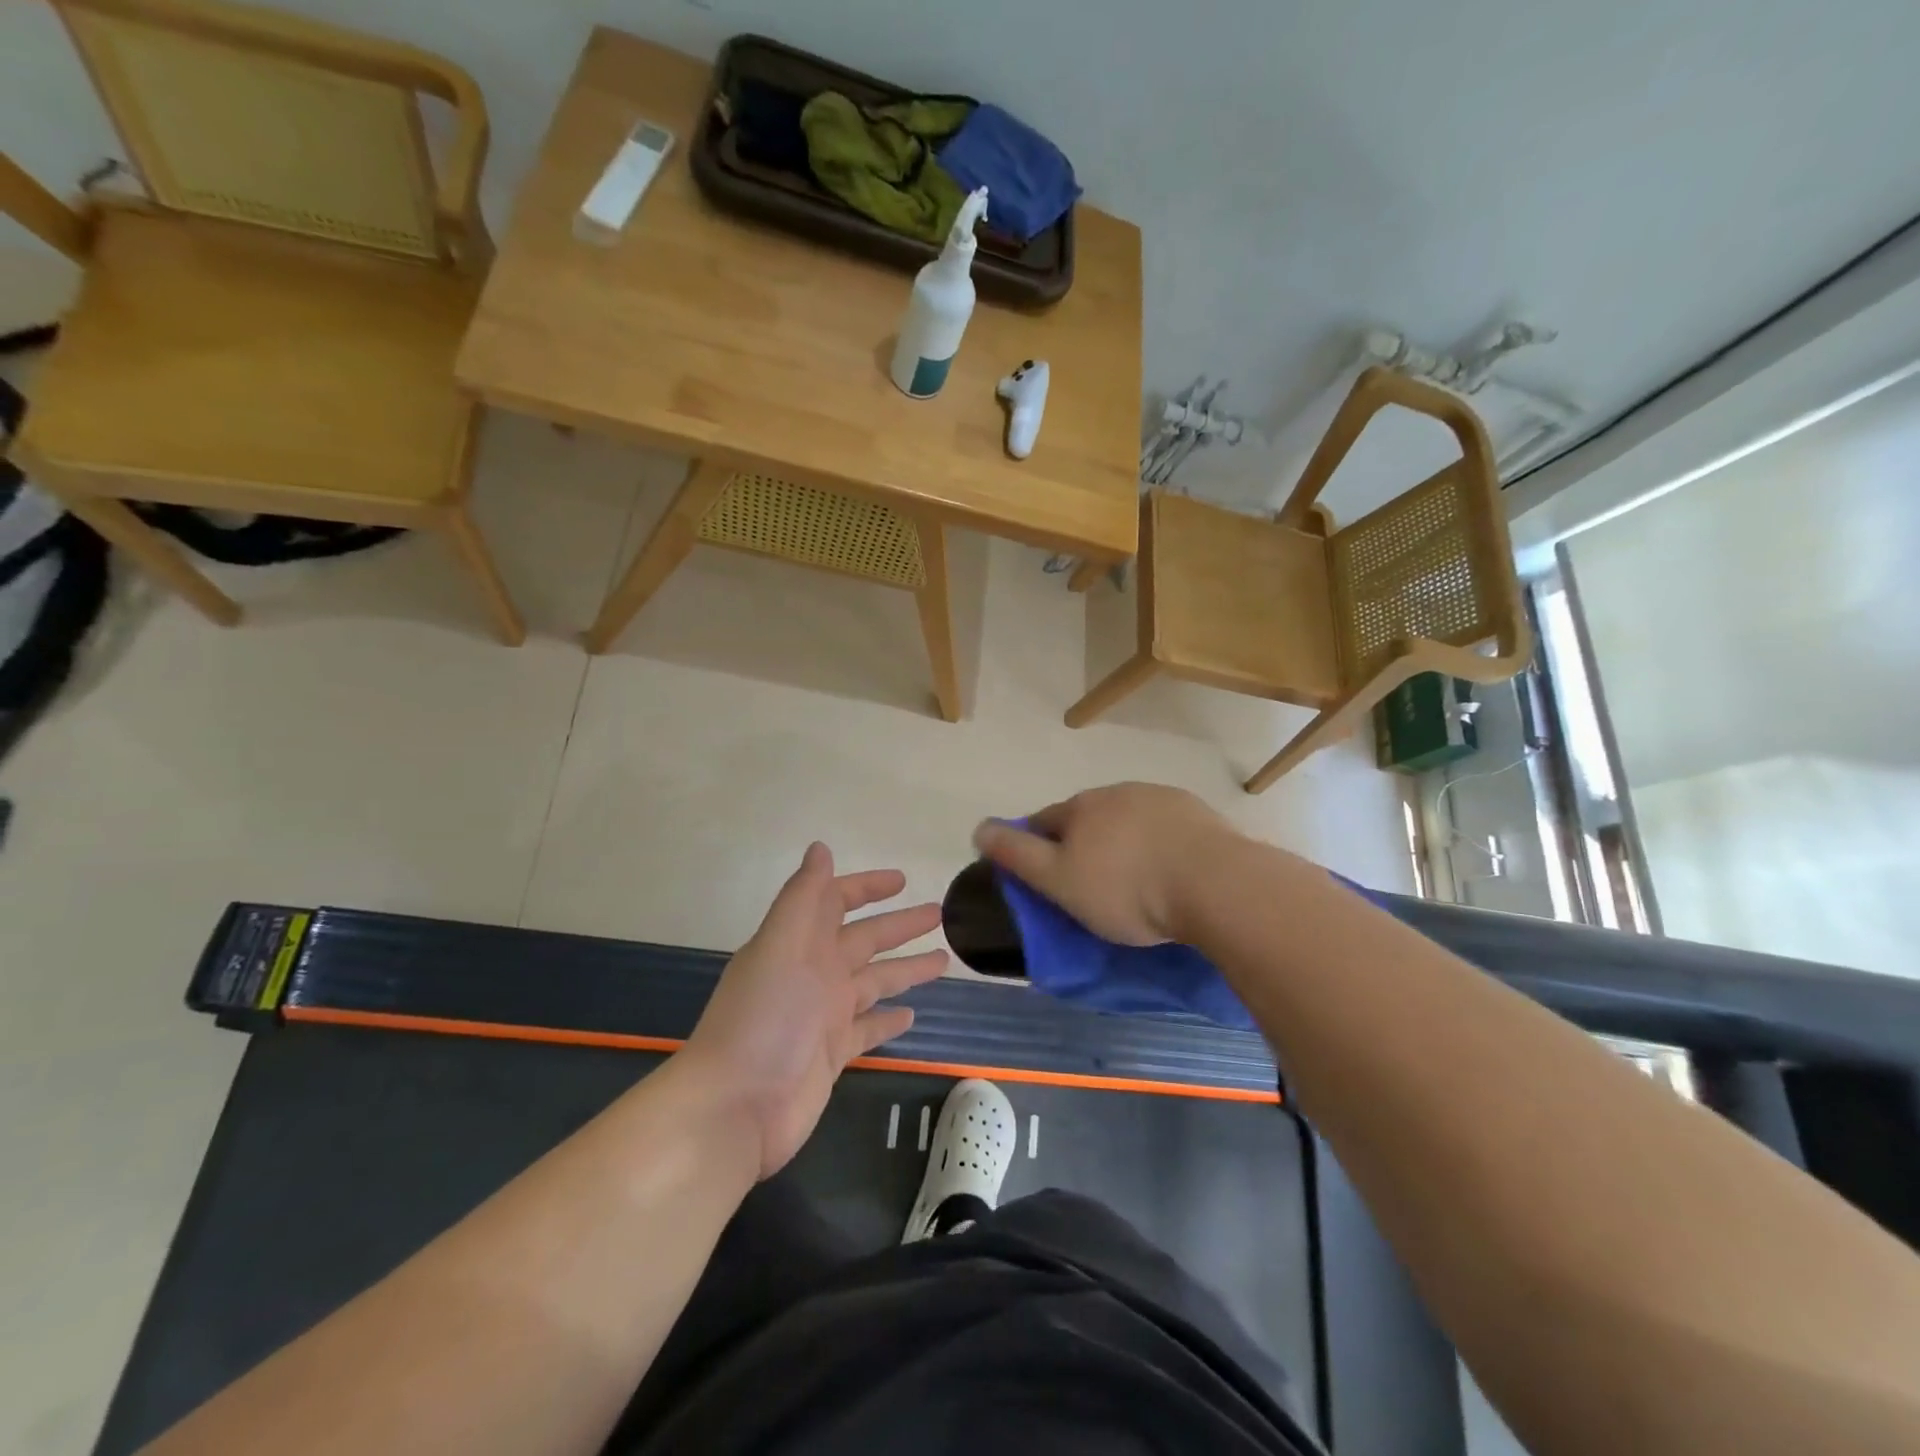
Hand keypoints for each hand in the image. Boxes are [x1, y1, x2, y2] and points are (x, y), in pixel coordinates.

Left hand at [682, 843, 946, 1178]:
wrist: (736, 1107)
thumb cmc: (763, 1018)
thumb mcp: (781, 946)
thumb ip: (803, 897)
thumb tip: (821, 847)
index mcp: (800, 943)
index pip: (836, 902)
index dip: (866, 887)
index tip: (903, 880)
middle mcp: (814, 973)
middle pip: (865, 940)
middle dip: (900, 925)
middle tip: (941, 914)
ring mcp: (824, 1015)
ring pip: (874, 982)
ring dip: (905, 969)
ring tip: (944, 959)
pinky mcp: (832, 1054)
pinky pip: (868, 1029)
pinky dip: (888, 1021)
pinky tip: (912, 1015)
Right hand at [972, 783, 1239, 944]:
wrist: (1214, 884)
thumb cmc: (1126, 889)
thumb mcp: (1058, 880)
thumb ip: (1016, 854)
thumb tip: (978, 827)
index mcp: (1080, 808)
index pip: (1044, 821)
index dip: (1037, 846)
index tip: (1043, 876)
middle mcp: (1117, 792)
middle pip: (1087, 817)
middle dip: (1082, 842)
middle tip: (1090, 884)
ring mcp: (1160, 798)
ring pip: (1127, 819)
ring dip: (1122, 841)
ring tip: (1134, 880)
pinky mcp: (1197, 812)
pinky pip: (1164, 827)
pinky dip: (1158, 844)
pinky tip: (1169, 870)